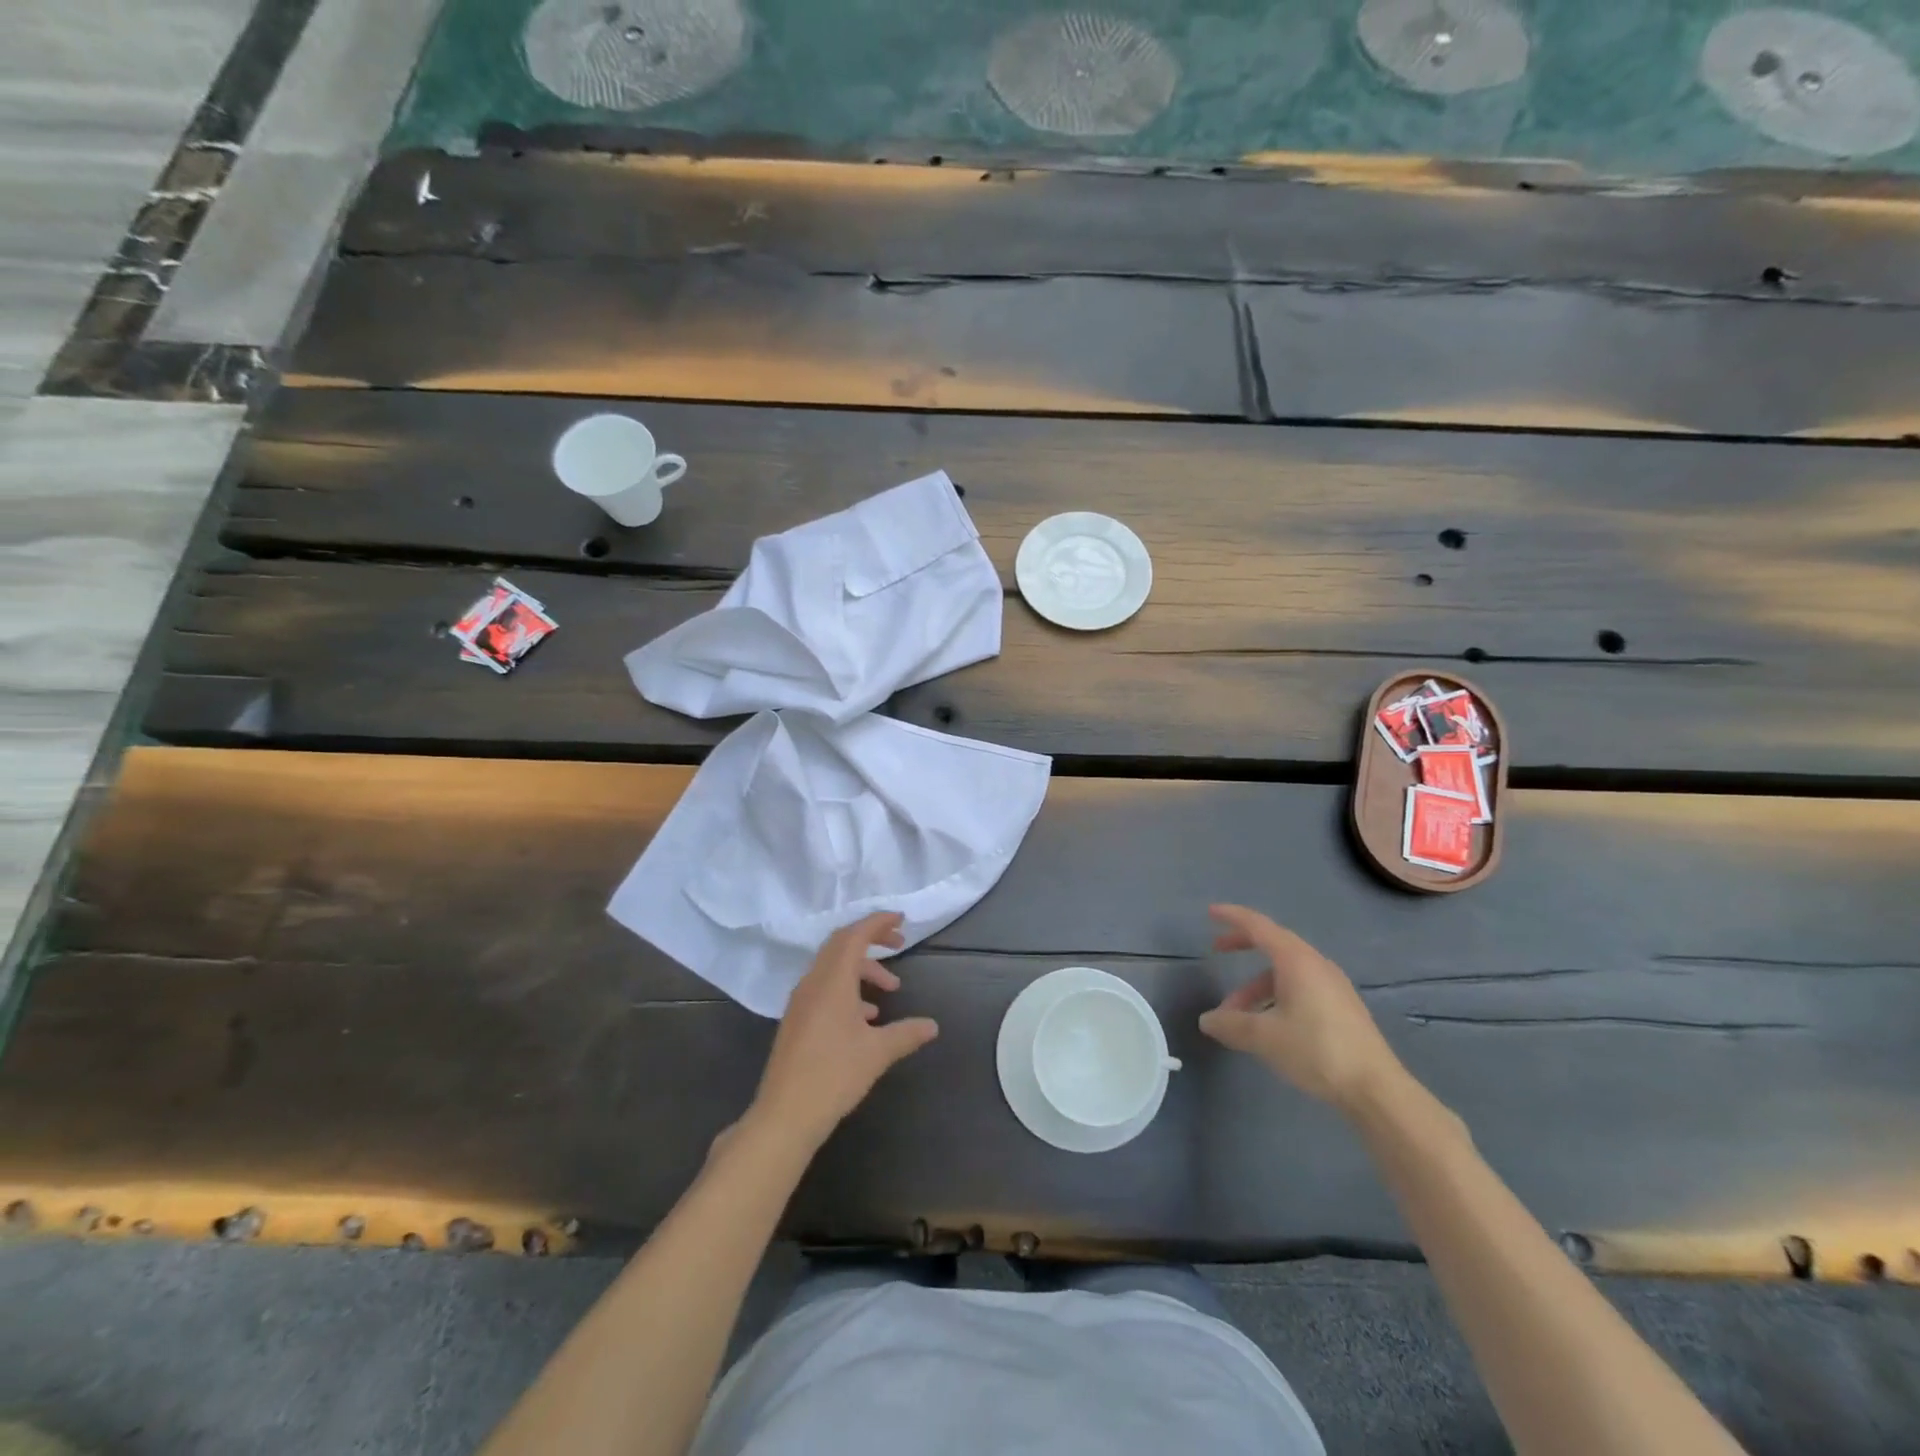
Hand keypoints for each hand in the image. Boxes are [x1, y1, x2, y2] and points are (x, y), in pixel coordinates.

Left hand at [749, 912, 938, 1150]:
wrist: (784, 1115)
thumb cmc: (834, 1076)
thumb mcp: (877, 1053)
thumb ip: (906, 1033)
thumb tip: (932, 1026)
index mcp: (832, 981)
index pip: (854, 935)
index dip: (877, 922)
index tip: (900, 919)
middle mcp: (813, 982)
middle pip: (841, 944)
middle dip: (871, 939)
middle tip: (899, 944)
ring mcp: (801, 1001)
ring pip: (833, 967)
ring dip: (862, 969)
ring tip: (889, 990)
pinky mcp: (796, 1019)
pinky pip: (824, 987)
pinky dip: (847, 988)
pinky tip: (865, 1017)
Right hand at [1199, 904, 1405, 1113]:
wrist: (1376, 1089)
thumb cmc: (1316, 1051)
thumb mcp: (1264, 1037)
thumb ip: (1230, 1025)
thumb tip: (1206, 1020)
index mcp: (1297, 961)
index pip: (1259, 926)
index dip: (1233, 917)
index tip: (1211, 912)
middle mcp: (1316, 965)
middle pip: (1274, 944)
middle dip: (1243, 946)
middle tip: (1218, 951)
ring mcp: (1333, 986)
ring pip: (1286, 972)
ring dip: (1257, 986)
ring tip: (1238, 1017)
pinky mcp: (1342, 1007)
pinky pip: (1301, 987)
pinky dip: (1276, 995)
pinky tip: (1269, 1025)